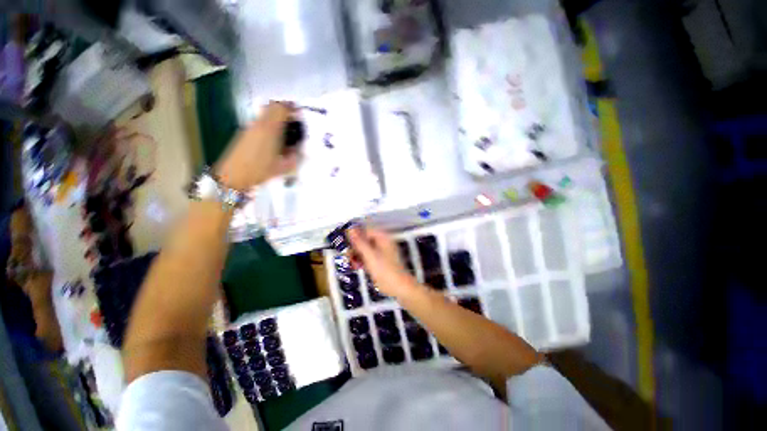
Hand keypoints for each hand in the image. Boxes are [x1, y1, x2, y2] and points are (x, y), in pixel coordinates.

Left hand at [215, 102, 300, 189]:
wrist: (233, 176)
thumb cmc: (259, 171)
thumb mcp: (282, 167)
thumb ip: (293, 157)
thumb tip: (296, 150)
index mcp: (270, 130)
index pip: (281, 109)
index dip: (291, 108)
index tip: (299, 113)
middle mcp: (259, 124)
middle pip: (272, 106)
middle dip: (284, 109)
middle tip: (293, 118)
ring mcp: (250, 127)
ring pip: (265, 113)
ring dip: (275, 115)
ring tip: (284, 127)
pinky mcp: (244, 132)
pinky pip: (259, 121)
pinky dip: (268, 122)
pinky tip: (272, 136)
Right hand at [348, 227, 417, 298]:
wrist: (399, 287)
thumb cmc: (386, 271)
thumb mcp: (370, 255)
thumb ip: (360, 242)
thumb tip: (351, 230)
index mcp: (383, 238)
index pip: (367, 230)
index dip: (356, 236)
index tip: (348, 244)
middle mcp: (384, 243)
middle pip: (366, 240)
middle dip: (356, 247)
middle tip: (349, 256)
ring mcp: (383, 253)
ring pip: (366, 249)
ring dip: (358, 255)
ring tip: (353, 264)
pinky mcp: (381, 262)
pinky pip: (369, 257)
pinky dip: (363, 261)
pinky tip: (358, 267)